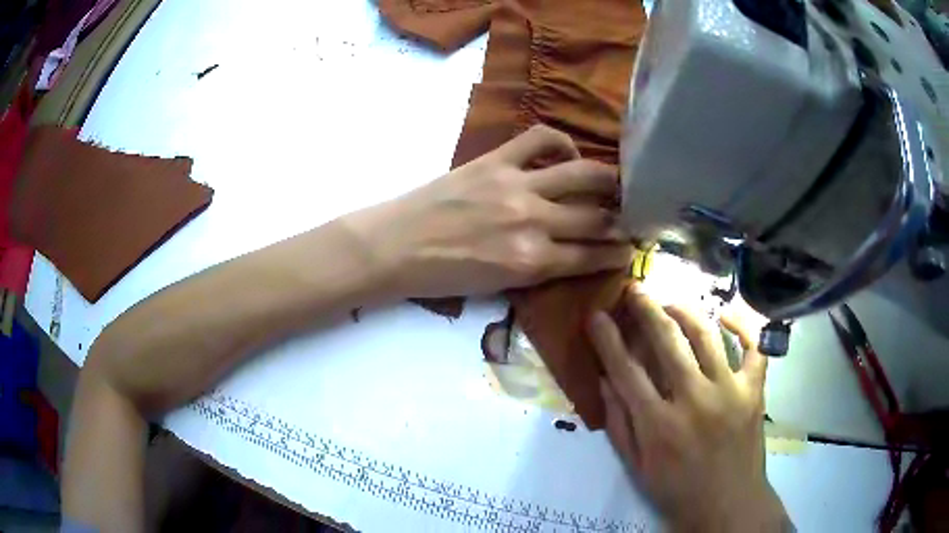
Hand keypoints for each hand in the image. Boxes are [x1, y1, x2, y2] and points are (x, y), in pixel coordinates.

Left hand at [343, 125, 630, 298]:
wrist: (395, 247)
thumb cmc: (441, 276)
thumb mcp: (497, 287)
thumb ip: (537, 268)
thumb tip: (570, 252)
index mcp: (531, 264)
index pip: (591, 257)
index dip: (618, 253)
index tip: (633, 249)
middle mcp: (533, 224)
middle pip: (596, 219)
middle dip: (624, 220)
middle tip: (635, 216)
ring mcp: (516, 187)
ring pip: (582, 175)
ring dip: (609, 180)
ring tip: (619, 182)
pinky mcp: (496, 161)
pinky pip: (540, 139)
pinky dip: (561, 143)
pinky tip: (567, 153)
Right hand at [588, 289, 789, 531]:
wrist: (728, 505)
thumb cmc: (678, 490)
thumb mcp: (637, 467)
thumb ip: (620, 424)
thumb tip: (606, 381)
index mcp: (659, 425)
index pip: (626, 370)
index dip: (607, 339)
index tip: (596, 315)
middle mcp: (694, 400)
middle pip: (667, 341)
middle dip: (646, 309)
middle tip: (635, 290)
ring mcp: (730, 391)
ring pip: (707, 335)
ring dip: (685, 311)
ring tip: (670, 302)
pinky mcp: (754, 391)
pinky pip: (754, 348)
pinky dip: (743, 326)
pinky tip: (727, 316)